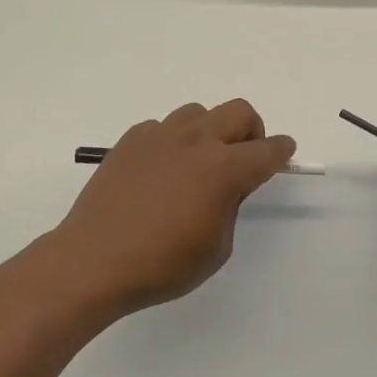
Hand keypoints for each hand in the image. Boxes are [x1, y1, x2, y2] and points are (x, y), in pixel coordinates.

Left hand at [49, 99, 295, 315]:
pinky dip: (172, 142)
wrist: (93, 260)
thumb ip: (230, 206)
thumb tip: (226, 186)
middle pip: (239, 112)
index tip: (283, 152)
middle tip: (243, 157)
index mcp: (223, 169)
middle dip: (251, 130)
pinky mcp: (131, 139)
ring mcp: (160, 135)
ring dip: (210, 131)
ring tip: (198, 162)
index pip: (266, 151)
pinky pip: (162, 127)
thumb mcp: (216, 247)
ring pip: (199, 113)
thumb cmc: (162, 264)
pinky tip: (160, 171)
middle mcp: (196, 141)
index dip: (281, 151)